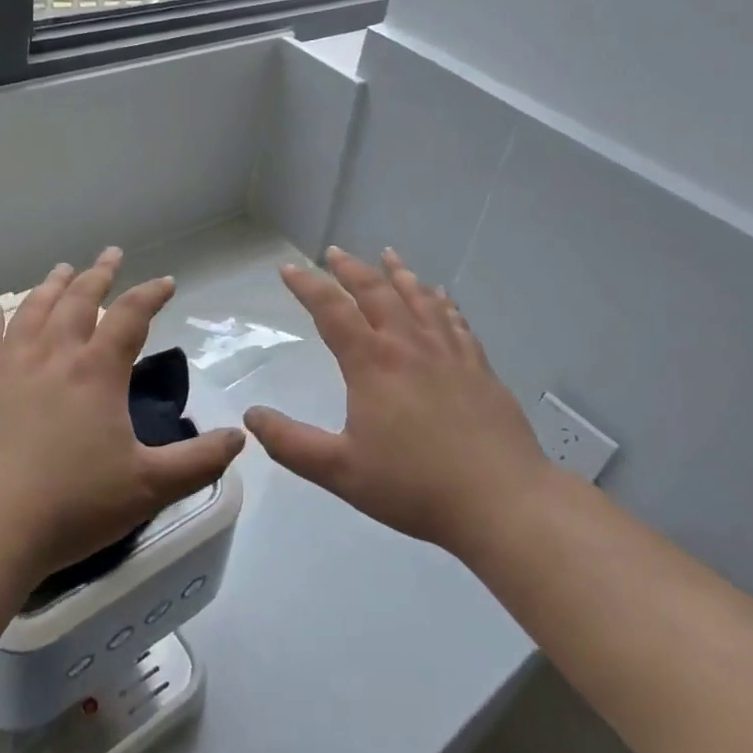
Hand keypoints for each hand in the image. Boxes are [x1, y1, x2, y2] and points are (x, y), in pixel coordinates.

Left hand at [0, 248, 246, 586]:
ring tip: (63, 268)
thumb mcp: (148, 487)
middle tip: (111, 254)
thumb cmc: (71, 506)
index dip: (151, 294)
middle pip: (78, 300)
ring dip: (51, 286)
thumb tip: (240, 436)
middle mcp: (53, 356)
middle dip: (99, 274)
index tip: (167, 281)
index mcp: (97, 371)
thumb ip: (199, 461)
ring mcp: (9, 369)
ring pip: (33, 311)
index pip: (130, 315)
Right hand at [245, 247, 550, 561]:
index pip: (331, 310)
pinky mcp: (478, 366)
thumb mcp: (341, 472)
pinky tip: (442, 295)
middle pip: (376, 292)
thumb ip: (292, 444)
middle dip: (350, 268)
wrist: (501, 500)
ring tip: (388, 254)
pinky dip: (443, 302)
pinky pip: (456, 321)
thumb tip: (252, 415)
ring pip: (419, 298)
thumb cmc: (415, 486)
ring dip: (399, 273)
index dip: (307, 285)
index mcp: (372, 363)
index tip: (288, 268)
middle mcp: (408, 344)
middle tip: (333, 252)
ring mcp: (448, 352)